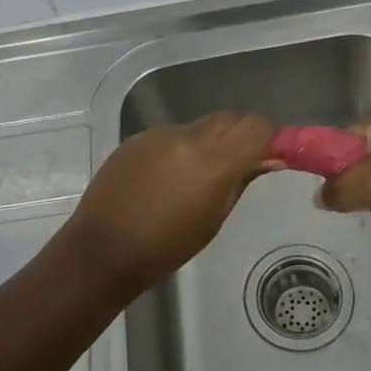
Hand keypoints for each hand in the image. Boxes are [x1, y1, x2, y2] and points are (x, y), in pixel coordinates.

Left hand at [60, 112, 278, 295]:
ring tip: (196, 180)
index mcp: (212, 159)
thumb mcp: (213, 219)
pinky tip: (166, 181)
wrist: (101, 250)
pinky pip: (171, 136)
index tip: (269, 157)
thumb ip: (241, 180)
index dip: (269, 138)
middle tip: (238, 169)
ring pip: (200, 127)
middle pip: (229, 119)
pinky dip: (180, 150)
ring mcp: (158, 134)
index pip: (257, 125)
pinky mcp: (136, 139)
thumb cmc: (165, 248)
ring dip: (209, 144)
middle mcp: (186, 136)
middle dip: (240, 137)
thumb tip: (269, 159)